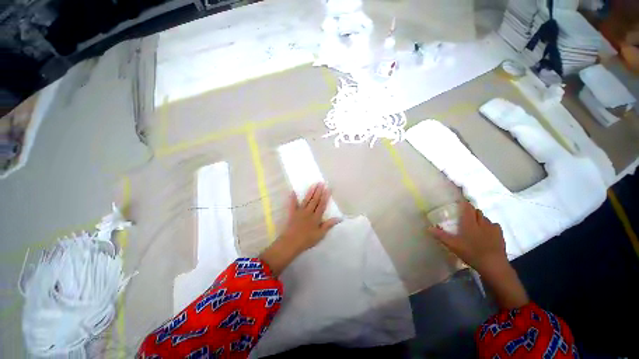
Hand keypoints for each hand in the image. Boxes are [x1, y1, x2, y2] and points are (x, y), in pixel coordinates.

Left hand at [260, 183, 340, 275]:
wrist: (291, 243)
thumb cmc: (307, 240)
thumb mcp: (320, 234)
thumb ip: (329, 225)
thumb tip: (339, 218)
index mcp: (316, 217)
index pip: (322, 204)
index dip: (325, 196)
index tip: (328, 188)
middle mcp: (308, 212)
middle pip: (315, 200)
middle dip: (318, 191)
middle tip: (321, 182)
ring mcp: (300, 211)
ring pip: (306, 200)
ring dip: (310, 192)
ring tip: (313, 184)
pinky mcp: (292, 213)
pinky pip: (292, 204)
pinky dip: (292, 198)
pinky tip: (293, 191)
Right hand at [428, 200, 506, 274]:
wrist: (493, 264)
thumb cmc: (471, 253)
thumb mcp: (453, 245)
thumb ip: (441, 236)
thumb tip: (428, 228)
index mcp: (469, 222)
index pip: (467, 207)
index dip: (463, 203)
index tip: (459, 202)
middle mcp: (481, 222)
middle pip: (477, 211)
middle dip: (471, 211)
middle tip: (464, 216)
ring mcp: (492, 228)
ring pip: (485, 218)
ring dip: (480, 218)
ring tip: (475, 225)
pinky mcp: (500, 234)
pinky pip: (494, 225)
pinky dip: (489, 225)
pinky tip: (487, 232)